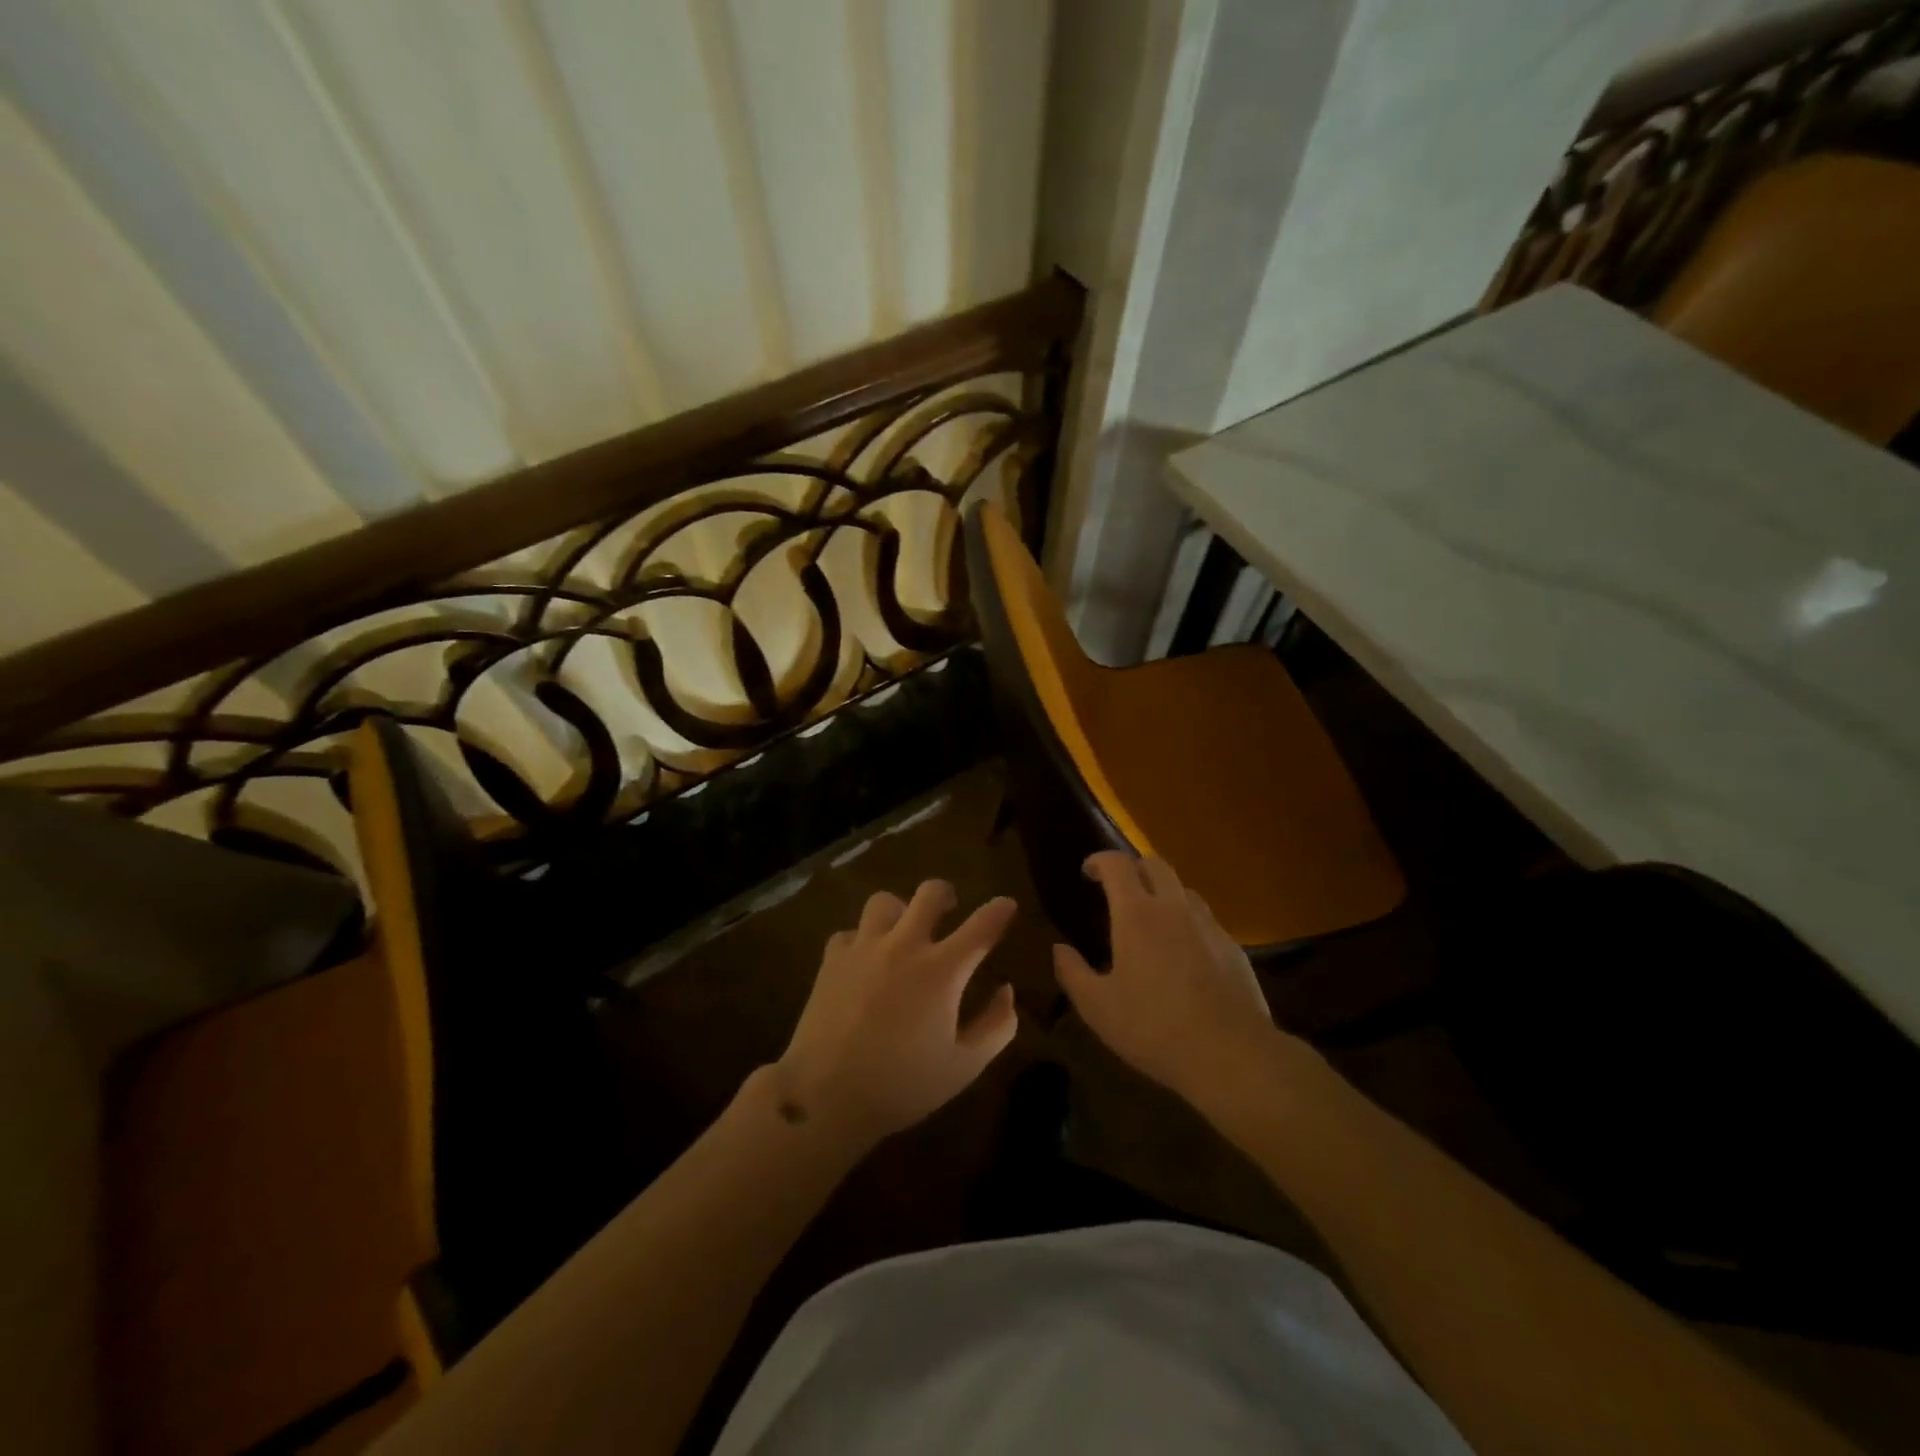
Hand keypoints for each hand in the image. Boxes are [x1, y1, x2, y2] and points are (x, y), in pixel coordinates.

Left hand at [777, 880, 1019, 1145]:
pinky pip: (850, 932)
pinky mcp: (832, 959)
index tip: (1006, 905)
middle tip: (949, 911)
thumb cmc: (902, 1085)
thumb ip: (995, 1026)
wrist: (825, 1095)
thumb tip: (1007, 991)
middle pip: (930, 893)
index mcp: (942, 970)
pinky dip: (862, 941)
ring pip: (885, 902)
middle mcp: (904, 946)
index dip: (999, 911)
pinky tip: (864, 962)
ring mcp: (864, 948)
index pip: (981, 926)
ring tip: (901, 933)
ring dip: (900, 912)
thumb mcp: (963, 1066)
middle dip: (946, 895)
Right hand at [1053, 853, 1284, 1109]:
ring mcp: (1208, 925)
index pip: (1117, 865)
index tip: (1088, 872)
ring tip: (1151, 919)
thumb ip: (1072, 973)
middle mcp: (1174, 908)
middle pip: (1155, 864)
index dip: (1100, 860)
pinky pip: (1205, 920)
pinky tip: (1183, 953)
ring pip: (1183, 890)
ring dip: (1163, 892)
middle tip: (1118, 888)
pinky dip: (1187, 922)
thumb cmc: (1154, 1027)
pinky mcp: (1233, 948)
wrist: (1231, 1055)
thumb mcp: (1097, 1007)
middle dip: (1133, 867)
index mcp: (1136, 914)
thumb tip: (1059, 949)